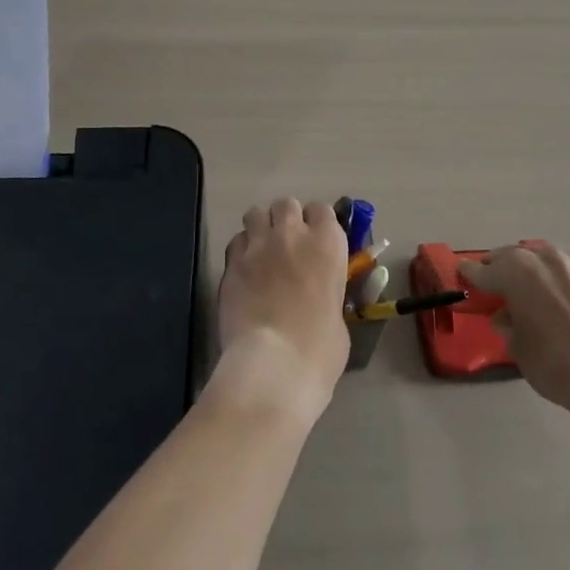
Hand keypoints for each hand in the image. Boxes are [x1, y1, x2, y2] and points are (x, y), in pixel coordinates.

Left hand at [214, 198, 350, 422]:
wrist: (274, 365)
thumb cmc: (319, 348)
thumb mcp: (338, 315)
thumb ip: (328, 291)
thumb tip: (319, 298)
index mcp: (328, 243)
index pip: (322, 210)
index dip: (317, 224)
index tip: (316, 242)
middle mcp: (293, 234)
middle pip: (286, 204)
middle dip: (286, 219)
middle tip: (287, 246)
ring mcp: (258, 246)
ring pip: (255, 213)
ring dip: (261, 227)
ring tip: (262, 251)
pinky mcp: (231, 263)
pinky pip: (236, 241)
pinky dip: (241, 250)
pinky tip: (244, 270)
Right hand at [460, 243, 569, 412]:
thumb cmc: (553, 361)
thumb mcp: (517, 347)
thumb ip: (506, 325)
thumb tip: (505, 317)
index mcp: (513, 271)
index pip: (481, 271)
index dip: (468, 276)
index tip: (459, 275)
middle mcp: (537, 259)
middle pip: (507, 257)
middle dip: (495, 269)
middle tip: (487, 285)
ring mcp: (564, 265)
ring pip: (532, 258)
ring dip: (520, 269)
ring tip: (515, 289)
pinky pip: (552, 269)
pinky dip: (541, 277)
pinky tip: (541, 294)